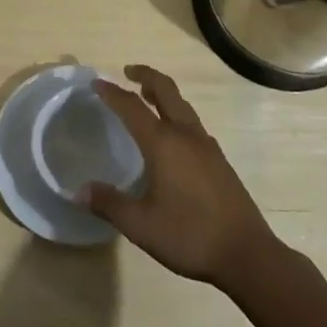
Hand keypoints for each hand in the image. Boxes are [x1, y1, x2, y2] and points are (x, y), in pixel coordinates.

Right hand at [83, 64, 280, 288]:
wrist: (247, 254)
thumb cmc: (189, 235)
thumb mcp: (140, 225)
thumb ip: (109, 204)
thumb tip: (79, 191)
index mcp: (164, 143)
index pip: (132, 106)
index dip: (112, 92)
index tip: (96, 82)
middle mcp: (186, 135)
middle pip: (166, 91)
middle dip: (146, 76)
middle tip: (127, 72)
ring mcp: (207, 146)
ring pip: (183, 105)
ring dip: (163, 94)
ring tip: (147, 97)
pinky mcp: (219, 161)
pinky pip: (193, 124)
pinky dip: (177, 115)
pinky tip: (173, 137)